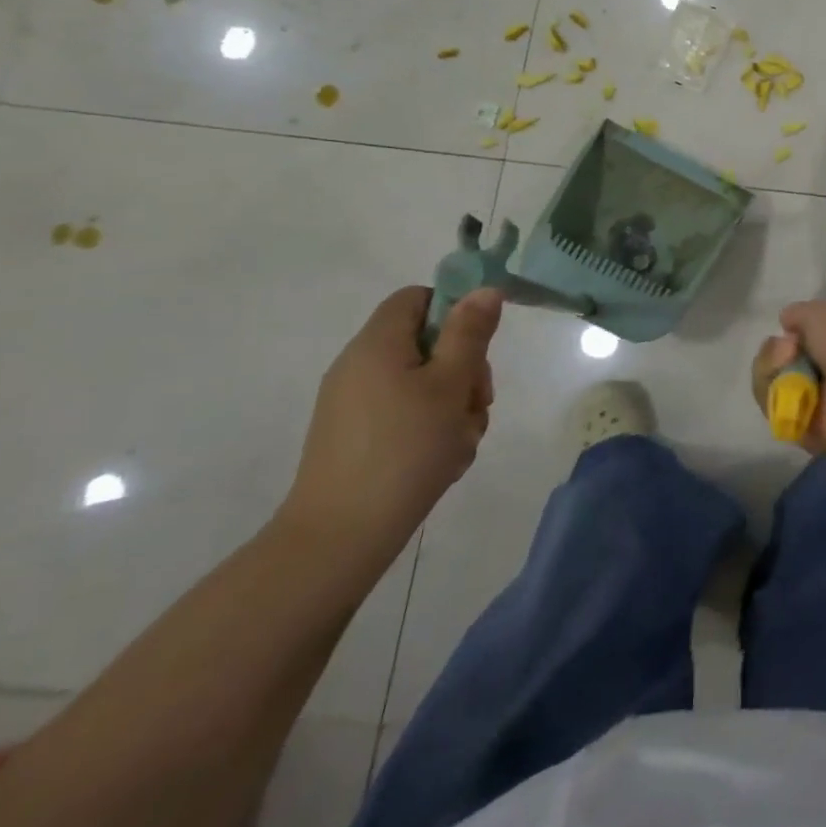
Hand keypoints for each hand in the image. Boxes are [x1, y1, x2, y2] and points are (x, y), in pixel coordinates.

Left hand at [282, 286, 502, 568]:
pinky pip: (407, 414)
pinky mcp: (357, 437)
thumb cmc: (405, 448)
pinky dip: (432, 428)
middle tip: (477, 402)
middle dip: (464, 369)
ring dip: (454, 404)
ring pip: (424, 383)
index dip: (454, 310)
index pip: (417, 297)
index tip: (477, 345)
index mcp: (377, 344)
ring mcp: (355, 404)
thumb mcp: (451, 384)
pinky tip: (443, 459)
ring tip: (461, 440)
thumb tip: (485, 289)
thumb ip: (470, 333)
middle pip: (427, 342)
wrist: (340, 536)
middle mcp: (360, 366)